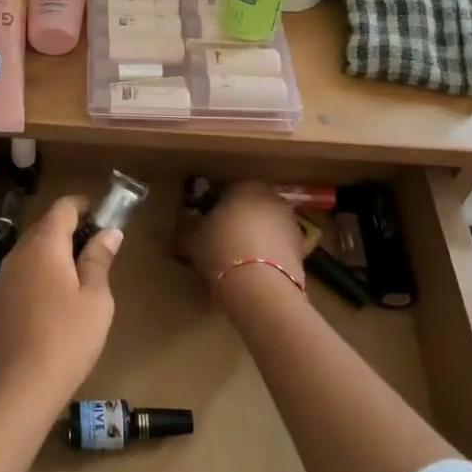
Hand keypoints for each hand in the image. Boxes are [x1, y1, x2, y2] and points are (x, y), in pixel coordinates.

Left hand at [0, 197, 118, 426]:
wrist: (15, 390)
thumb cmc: (65, 339)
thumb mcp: (95, 300)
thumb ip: (99, 260)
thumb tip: (109, 232)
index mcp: (44, 244)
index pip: (64, 207)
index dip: (86, 206)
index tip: (107, 218)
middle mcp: (19, 253)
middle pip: (47, 226)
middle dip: (73, 230)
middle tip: (101, 249)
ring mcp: (5, 278)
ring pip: (34, 250)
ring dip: (58, 253)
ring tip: (85, 276)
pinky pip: (25, 272)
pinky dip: (45, 272)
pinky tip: (61, 300)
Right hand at [184, 183, 304, 300]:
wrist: (261, 286)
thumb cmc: (221, 249)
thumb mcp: (192, 238)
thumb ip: (184, 230)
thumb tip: (170, 232)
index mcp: (246, 185)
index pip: (225, 190)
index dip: (212, 206)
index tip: (202, 223)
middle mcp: (271, 197)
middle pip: (249, 207)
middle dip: (235, 220)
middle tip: (217, 240)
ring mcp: (290, 222)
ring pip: (264, 226)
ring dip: (252, 237)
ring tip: (235, 260)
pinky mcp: (301, 248)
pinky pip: (276, 246)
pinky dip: (265, 254)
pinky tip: (252, 271)